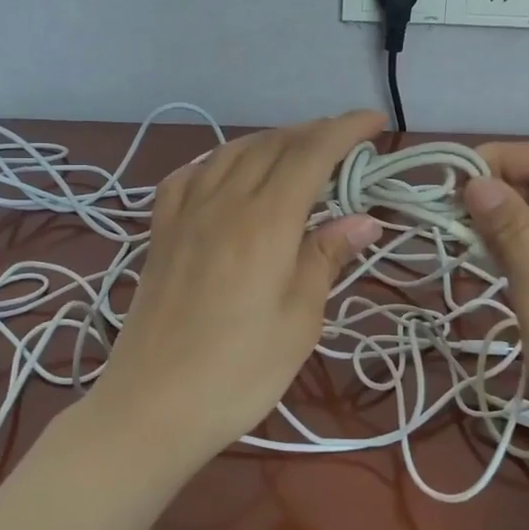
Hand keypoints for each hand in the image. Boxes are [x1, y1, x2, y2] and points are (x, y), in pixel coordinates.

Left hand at [89, 111, 385, 464]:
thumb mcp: (299, 320)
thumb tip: (364, 220)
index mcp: (265, 221)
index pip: (311, 154)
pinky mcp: (161, 233)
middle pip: (272, 145)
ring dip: (270, 140)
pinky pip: (189, 176)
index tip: (375, 122)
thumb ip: (326, 258)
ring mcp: (185, 214)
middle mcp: (223, 202)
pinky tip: (226, 170)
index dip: (345, 130)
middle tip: (345, 140)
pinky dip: (217, 160)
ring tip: (297, 149)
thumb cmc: (240, 372)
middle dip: (313, 132)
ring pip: (231, 152)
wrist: (153, 406)